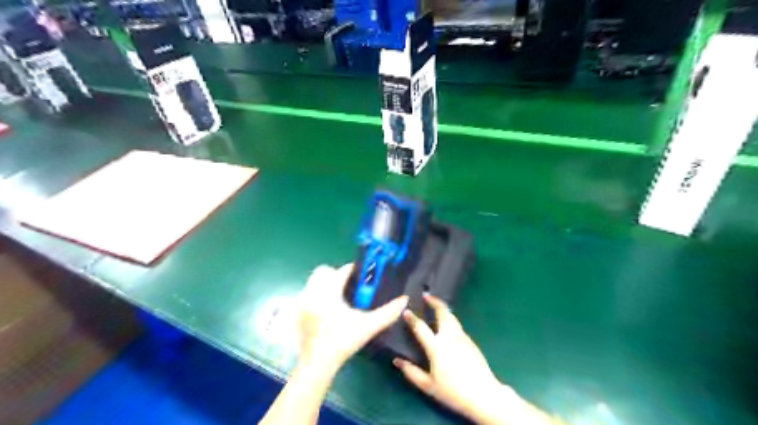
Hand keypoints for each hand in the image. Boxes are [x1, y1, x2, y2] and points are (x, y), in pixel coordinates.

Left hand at [300, 262, 411, 375]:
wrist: (317, 364)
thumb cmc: (343, 342)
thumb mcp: (368, 326)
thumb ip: (387, 312)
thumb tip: (404, 300)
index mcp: (330, 291)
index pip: (343, 270)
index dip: (355, 270)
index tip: (365, 276)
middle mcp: (313, 292)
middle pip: (323, 271)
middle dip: (336, 275)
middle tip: (350, 288)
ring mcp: (303, 302)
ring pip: (314, 282)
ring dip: (326, 284)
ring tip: (340, 299)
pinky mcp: (298, 312)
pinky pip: (308, 294)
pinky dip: (318, 296)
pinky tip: (328, 311)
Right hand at [394, 295, 505, 423]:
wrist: (483, 395)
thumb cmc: (453, 392)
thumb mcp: (428, 386)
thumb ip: (411, 372)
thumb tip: (397, 360)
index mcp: (436, 347)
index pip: (421, 327)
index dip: (412, 318)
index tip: (405, 310)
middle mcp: (449, 337)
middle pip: (442, 312)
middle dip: (434, 301)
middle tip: (427, 295)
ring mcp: (462, 337)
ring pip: (452, 317)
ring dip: (443, 309)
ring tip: (435, 306)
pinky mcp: (471, 341)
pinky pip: (457, 326)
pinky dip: (450, 320)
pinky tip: (446, 326)